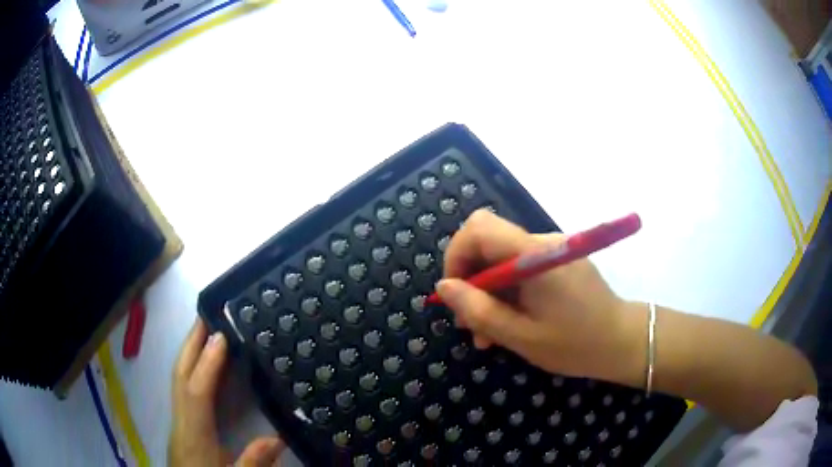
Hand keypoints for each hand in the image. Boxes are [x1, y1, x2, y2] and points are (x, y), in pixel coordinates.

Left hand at [169, 318, 286, 466]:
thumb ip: (253, 462)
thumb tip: (277, 438)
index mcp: (194, 435)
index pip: (197, 392)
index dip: (207, 363)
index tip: (220, 336)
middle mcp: (181, 422)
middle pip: (180, 376)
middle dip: (190, 345)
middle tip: (205, 315)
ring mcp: (178, 421)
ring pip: (178, 379)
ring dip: (189, 352)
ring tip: (205, 331)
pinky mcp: (181, 424)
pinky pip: (182, 387)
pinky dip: (190, 368)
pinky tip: (201, 365)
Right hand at [437, 210, 642, 384]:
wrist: (623, 341)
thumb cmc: (576, 344)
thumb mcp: (521, 336)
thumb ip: (479, 310)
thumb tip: (443, 287)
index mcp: (534, 255)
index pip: (479, 228)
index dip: (456, 255)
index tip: (455, 294)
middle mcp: (542, 242)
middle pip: (488, 244)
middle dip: (471, 282)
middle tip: (471, 326)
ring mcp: (552, 250)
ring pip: (501, 261)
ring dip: (489, 295)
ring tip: (490, 336)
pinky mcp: (558, 261)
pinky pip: (520, 269)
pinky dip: (508, 293)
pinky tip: (512, 323)